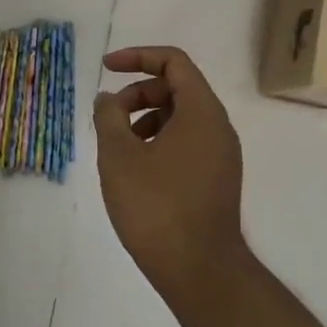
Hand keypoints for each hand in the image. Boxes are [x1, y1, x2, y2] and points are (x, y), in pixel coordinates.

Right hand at [93, 47, 248, 311]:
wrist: (199, 270)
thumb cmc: (156, 206)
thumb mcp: (119, 156)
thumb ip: (109, 116)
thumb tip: (109, 98)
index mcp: (201, 112)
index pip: (174, 62)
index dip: (137, 57)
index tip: (106, 68)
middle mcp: (218, 127)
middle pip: (177, 89)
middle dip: (137, 93)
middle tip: (108, 118)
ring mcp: (221, 156)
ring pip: (180, 119)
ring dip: (145, 120)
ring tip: (118, 149)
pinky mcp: (216, 180)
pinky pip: (186, 143)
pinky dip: (158, 142)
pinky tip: (136, 171)